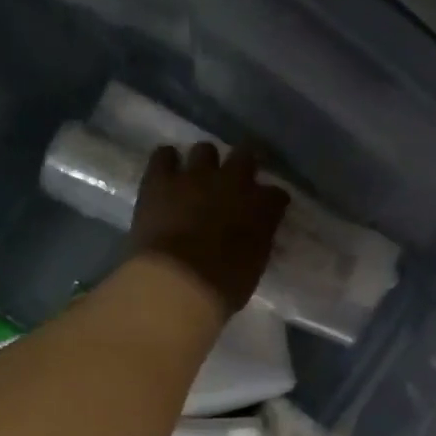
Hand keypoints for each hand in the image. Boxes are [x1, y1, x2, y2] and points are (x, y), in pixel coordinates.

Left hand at [129, 142, 289, 317]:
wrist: (177, 284)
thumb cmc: (222, 286)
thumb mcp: (254, 266)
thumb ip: (257, 241)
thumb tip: (254, 233)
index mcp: (261, 207)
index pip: (276, 195)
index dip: (271, 201)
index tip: (268, 210)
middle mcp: (233, 181)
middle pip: (245, 155)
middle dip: (243, 166)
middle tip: (235, 182)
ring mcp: (194, 176)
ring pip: (205, 149)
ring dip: (204, 162)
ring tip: (198, 178)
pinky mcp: (160, 180)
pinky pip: (164, 155)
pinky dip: (167, 161)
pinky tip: (167, 172)